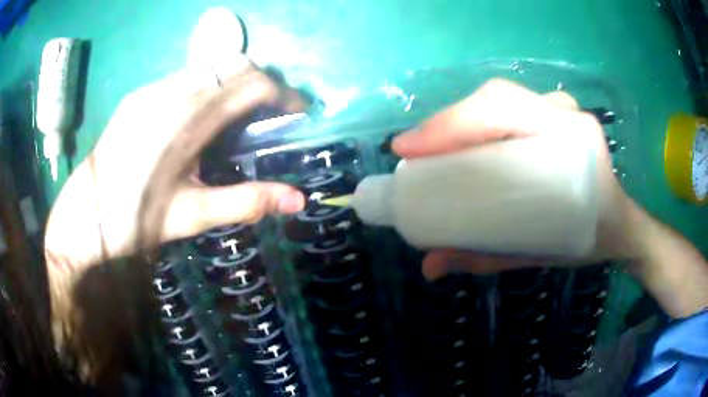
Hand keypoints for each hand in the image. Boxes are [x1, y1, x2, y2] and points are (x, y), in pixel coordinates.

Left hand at [45, 55, 306, 269]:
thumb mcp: (193, 215)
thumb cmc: (136, 220)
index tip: (298, 112)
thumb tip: (299, 199)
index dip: (285, 94)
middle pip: (235, 64)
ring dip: (234, 83)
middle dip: (263, 83)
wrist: (84, 217)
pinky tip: (197, 120)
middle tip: (270, 115)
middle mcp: (173, 91)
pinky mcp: (139, 95)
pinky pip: (185, 77)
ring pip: (210, 67)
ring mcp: (153, 89)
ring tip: (236, 118)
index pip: (253, 84)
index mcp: (189, 119)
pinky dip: (207, 88)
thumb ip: (248, 201)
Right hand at [392, 79, 638, 279]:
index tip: (408, 149)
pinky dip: (479, 118)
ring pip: (500, 98)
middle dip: (447, 123)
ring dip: (460, 119)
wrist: (617, 225)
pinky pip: (510, 105)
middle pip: (494, 98)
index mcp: (572, 141)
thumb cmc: (584, 239)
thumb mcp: (537, 254)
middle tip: (414, 153)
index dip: (451, 124)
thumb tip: (430, 266)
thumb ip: (485, 258)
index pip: (503, 110)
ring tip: (432, 148)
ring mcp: (562, 109)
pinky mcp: (556, 112)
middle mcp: (566, 114)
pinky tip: (463, 139)